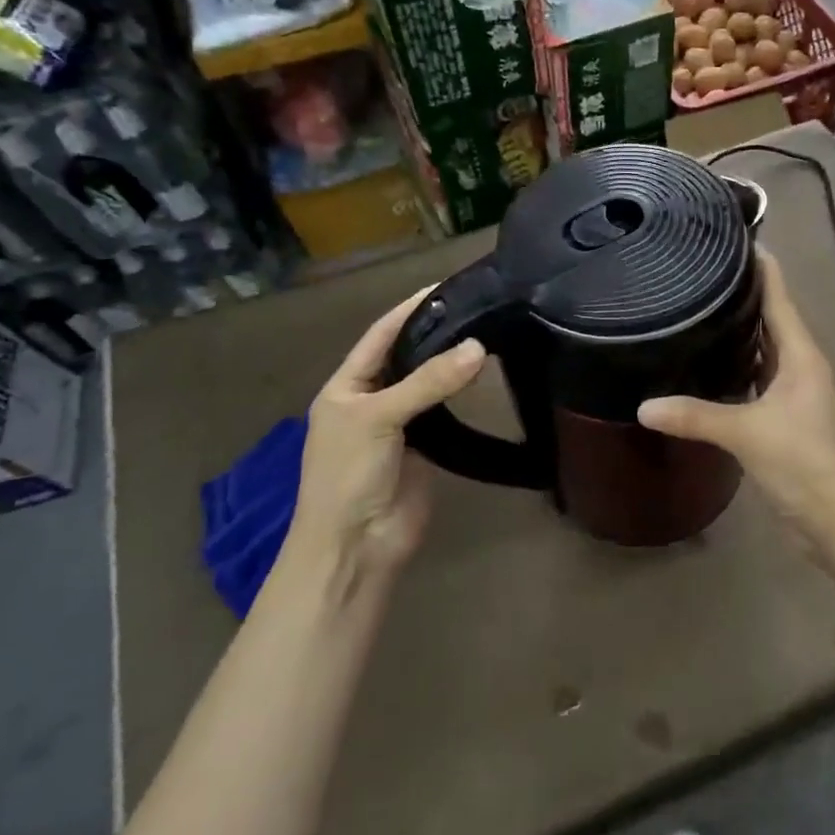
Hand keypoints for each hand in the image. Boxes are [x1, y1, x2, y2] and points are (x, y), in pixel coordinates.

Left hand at [284, 287, 486, 590]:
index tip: (442, 287)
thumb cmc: (349, 475)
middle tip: (478, 308)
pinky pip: (445, 414)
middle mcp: (371, 400)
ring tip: (488, 334)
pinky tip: (484, 377)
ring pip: (429, 385)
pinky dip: (461, 396)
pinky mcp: (426, 449)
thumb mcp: (379, 418)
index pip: (379, 337)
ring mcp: (399, 426)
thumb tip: (478, 348)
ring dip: (451, 364)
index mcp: (346, 387)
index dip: (407, 311)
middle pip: (406, 358)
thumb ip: (428, 382)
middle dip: (435, 334)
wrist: (356, 546)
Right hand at [639, 251, 834, 552]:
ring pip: (763, 348)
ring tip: (697, 307)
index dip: (760, 266)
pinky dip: (736, 365)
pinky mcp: (783, 416)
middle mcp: (800, 365)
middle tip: (698, 270)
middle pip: (770, 317)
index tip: (731, 236)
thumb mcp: (746, 433)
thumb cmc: (802, 463)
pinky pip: (757, 376)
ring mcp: (793, 391)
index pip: (779, 296)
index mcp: (800, 354)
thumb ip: (695, 416)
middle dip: (741, 293)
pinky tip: (708, 364)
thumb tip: (642, 406)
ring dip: (738, 330)